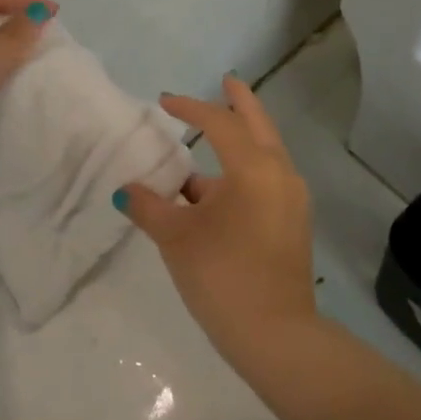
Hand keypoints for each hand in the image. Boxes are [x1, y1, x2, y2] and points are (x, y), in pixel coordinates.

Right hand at [118, 77, 317, 364]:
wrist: (277, 338)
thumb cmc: (223, 277)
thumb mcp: (176, 238)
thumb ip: (149, 206)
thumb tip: (127, 190)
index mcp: (253, 168)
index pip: (220, 123)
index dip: (190, 108)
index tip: (164, 103)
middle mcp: (280, 173)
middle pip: (258, 123)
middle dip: (240, 100)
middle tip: (226, 81)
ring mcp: (292, 198)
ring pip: (267, 150)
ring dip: (242, 136)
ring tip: (214, 133)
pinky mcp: (293, 221)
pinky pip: (268, 175)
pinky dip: (246, 165)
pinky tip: (218, 185)